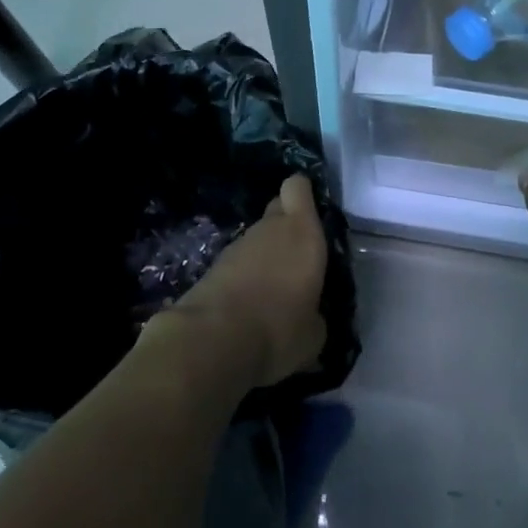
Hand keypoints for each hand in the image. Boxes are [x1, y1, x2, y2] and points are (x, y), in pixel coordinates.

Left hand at [171, 174, 327, 389]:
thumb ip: (315, 314)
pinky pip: (238, 262)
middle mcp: (270, 228)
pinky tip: (249, 305)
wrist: (213, 340)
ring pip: (257, 237)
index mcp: (302, 232)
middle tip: (297, 255)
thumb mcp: (314, 334)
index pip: (298, 187)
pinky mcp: (213, 266)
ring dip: (265, 255)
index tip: (312, 211)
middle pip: (277, 208)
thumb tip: (310, 318)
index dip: (303, 193)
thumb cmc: (279, 328)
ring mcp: (238, 245)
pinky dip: (245, 276)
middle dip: (286, 223)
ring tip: (274, 290)